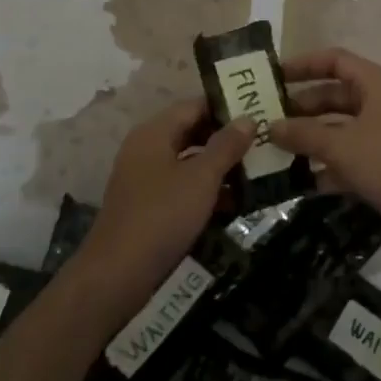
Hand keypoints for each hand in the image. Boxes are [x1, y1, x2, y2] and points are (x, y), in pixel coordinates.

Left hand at [81, 99, 253, 298]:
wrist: (118, 275)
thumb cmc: (162, 216)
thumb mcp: (201, 178)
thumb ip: (226, 146)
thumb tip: (248, 119)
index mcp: (154, 133)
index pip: (194, 105)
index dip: (226, 107)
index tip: (258, 112)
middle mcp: (146, 149)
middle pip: (191, 131)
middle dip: (226, 138)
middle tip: (262, 142)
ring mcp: (145, 179)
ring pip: (189, 161)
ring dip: (219, 166)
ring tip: (256, 171)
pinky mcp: (149, 206)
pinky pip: (182, 186)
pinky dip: (206, 190)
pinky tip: (234, 202)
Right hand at [269, 47, 380, 254]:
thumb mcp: (343, 146)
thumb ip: (304, 134)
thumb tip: (270, 127)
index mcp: (376, 84)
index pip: (335, 61)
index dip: (303, 65)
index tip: (272, 77)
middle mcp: (380, 104)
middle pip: (334, 96)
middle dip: (301, 108)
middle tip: (265, 121)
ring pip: (338, 130)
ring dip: (310, 139)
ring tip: (274, 151)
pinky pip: (347, 159)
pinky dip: (326, 167)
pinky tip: (299, 182)